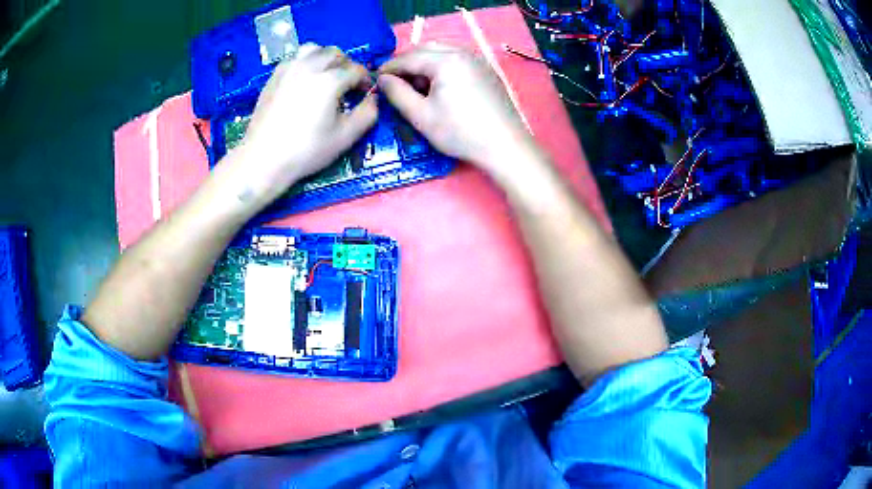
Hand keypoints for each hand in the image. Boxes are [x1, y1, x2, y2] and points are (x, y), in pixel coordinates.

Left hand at [227, 44, 377, 204]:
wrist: (263, 159)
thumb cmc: (306, 151)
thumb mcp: (345, 137)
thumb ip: (368, 114)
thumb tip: (373, 99)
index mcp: (330, 80)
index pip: (356, 69)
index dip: (365, 80)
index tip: (365, 94)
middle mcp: (309, 66)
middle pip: (336, 53)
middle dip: (346, 65)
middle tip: (347, 85)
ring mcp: (289, 68)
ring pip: (314, 49)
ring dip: (325, 58)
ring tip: (326, 76)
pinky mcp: (274, 76)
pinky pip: (295, 58)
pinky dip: (306, 63)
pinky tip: (305, 81)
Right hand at [378, 43, 537, 173]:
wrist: (505, 146)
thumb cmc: (460, 132)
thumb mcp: (421, 115)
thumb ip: (397, 94)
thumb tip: (383, 80)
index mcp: (445, 60)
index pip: (408, 57)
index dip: (389, 68)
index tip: (375, 80)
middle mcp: (463, 53)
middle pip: (426, 49)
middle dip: (407, 63)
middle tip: (395, 83)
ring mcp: (478, 60)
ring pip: (443, 52)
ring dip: (425, 64)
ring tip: (417, 87)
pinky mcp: (487, 71)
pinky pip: (458, 60)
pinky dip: (442, 67)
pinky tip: (440, 88)